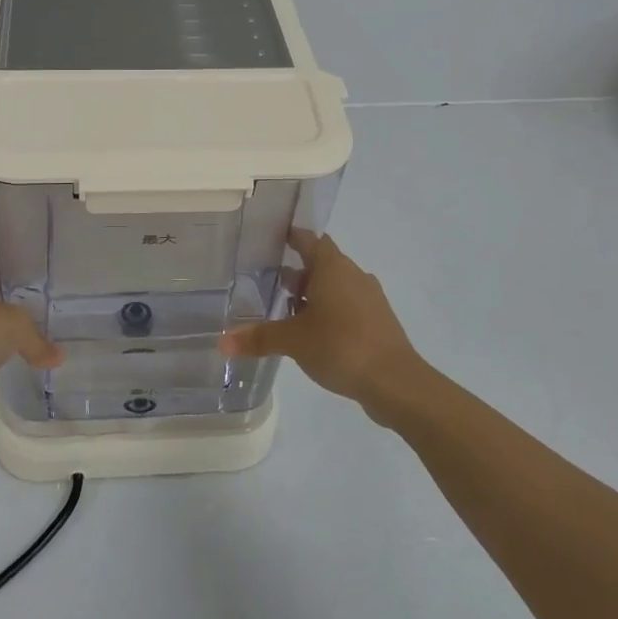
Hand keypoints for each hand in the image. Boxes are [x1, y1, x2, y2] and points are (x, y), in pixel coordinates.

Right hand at [222, 235, 425, 417]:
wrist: (396, 382)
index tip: (270, 239)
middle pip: (321, 263)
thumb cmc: (341, 346)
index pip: (308, 239)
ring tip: (287, 313)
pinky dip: (329, 312)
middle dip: (296, 273)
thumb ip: (258, 338)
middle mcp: (353, 275)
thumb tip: (221, 342)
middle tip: (267, 283)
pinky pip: (347, 306)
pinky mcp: (378, 321)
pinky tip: (314, 334)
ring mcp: (369, 298)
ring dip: (313, 295)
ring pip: (335, 286)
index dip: (290, 237)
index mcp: (332, 267)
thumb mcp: (293, 341)